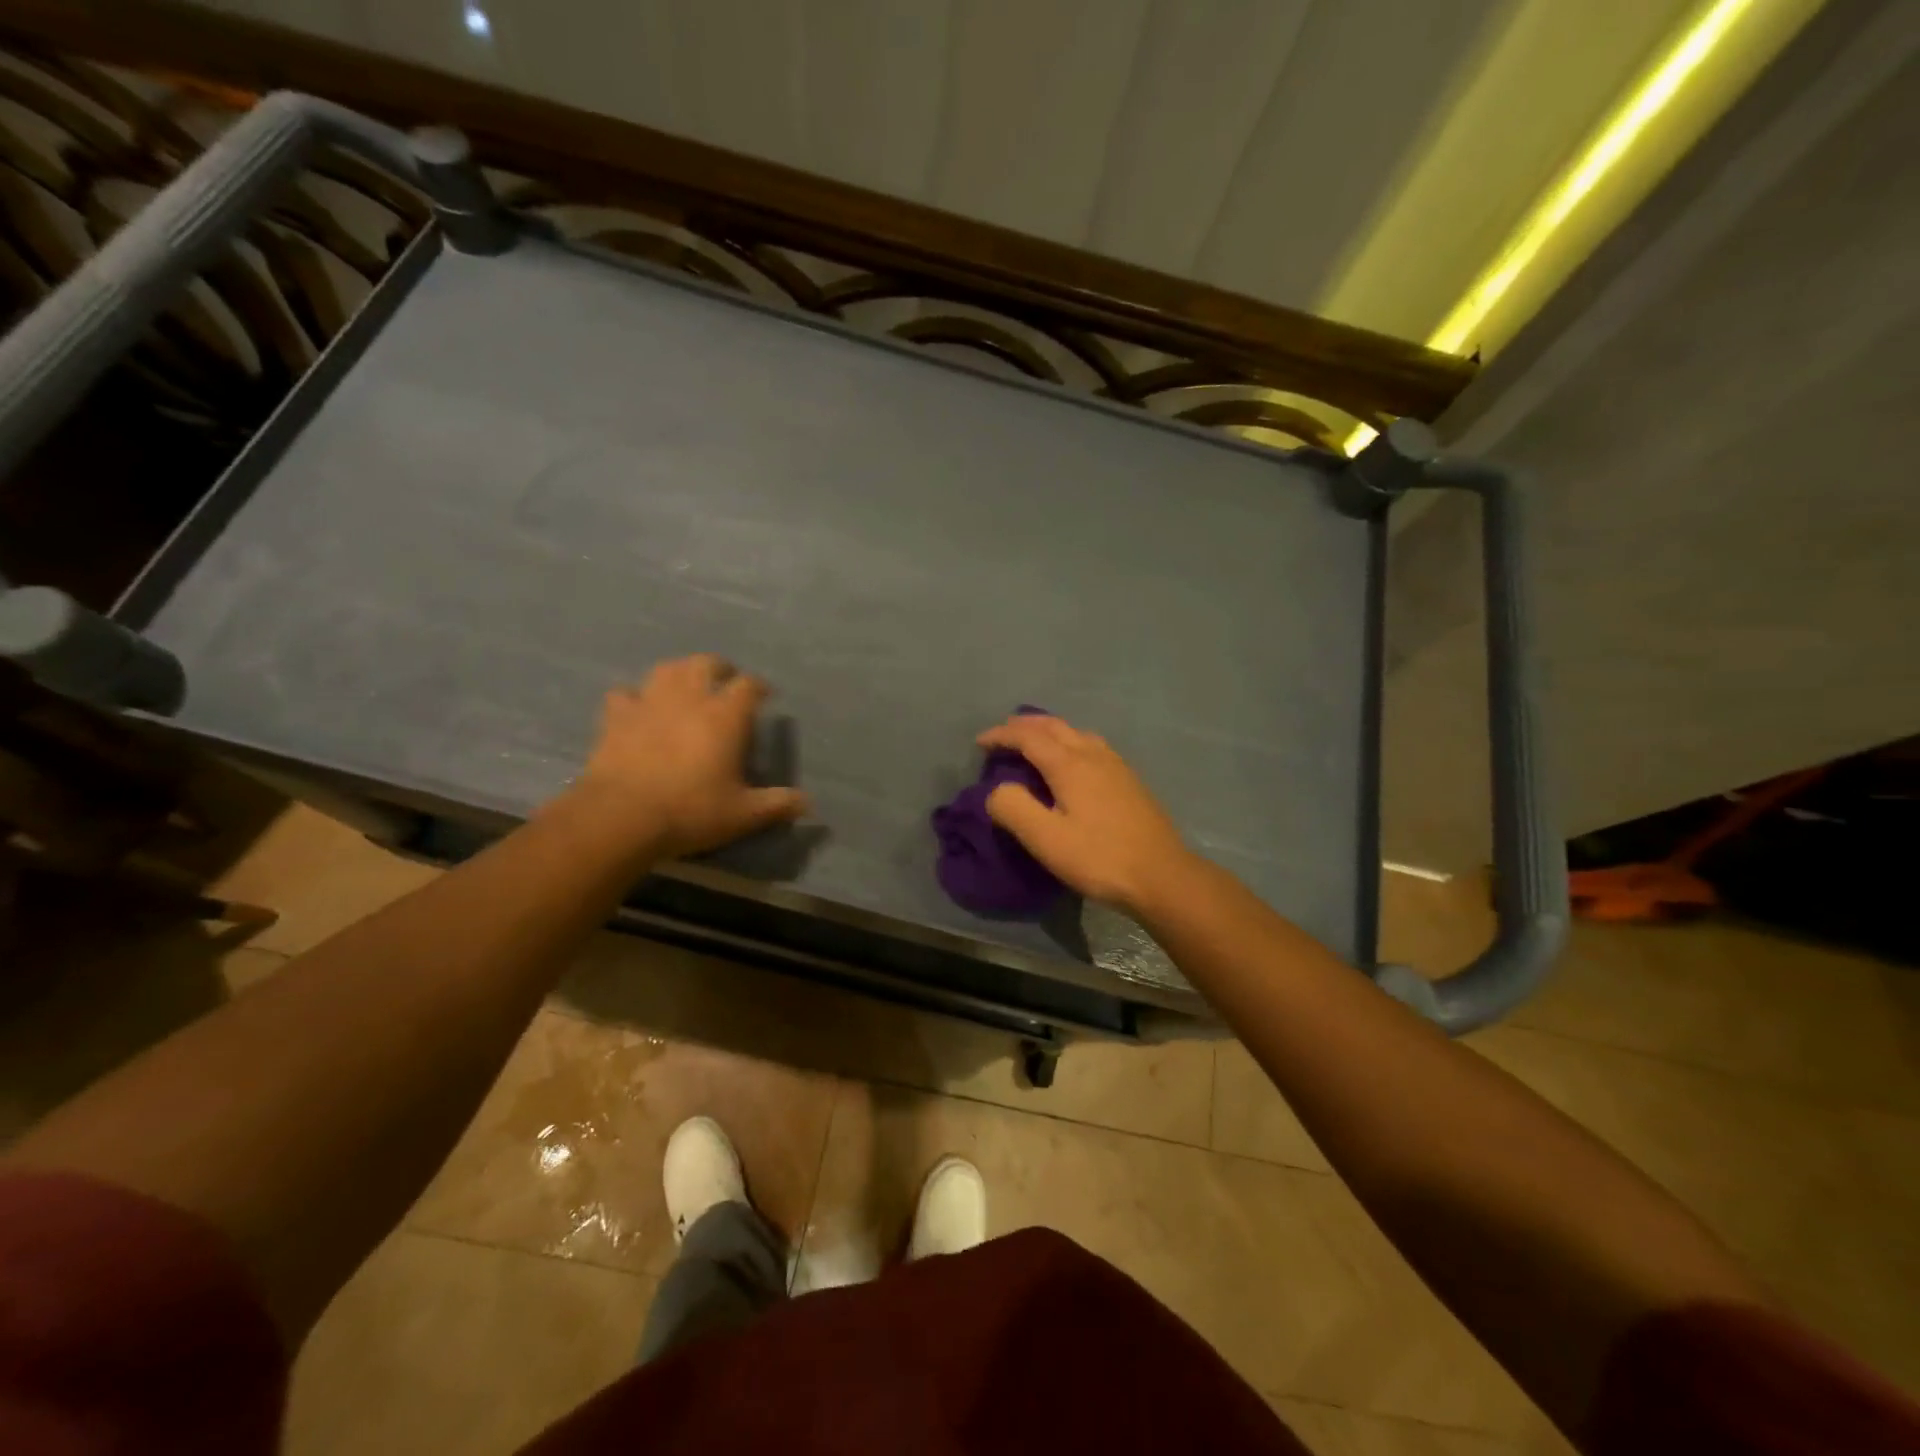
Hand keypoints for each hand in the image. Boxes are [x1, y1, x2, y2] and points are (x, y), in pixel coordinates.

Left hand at [576, 655, 807, 858]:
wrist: (622, 816)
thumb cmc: (691, 811)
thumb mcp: (743, 814)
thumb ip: (777, 804)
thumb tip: (808, 804)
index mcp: (725, 715)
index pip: (749, 685)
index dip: (759, 687)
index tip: (765, 696)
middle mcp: (689, 697)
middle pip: (706, 663)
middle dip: (720, 668)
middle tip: (726, 681)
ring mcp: (649, 702)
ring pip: (667, 669)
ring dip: (680, 672)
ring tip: (686, 686)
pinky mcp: (616, 717)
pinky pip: (625, 694)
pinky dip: (634, 697)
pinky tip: (638, 709)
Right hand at [976, 714, 1199, 913]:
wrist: (1161, 875)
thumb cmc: (1099, 858)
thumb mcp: (1046, 839)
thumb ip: (1013, 808)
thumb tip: (996, 790)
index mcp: (1069, 764)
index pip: (1028, 737)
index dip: (1001, 735)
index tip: (980, 743)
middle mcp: (1093, 754)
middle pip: (1054, 726)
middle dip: (1024, 725)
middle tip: (1002, 735)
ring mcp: (1116, 765)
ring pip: (1076, 732)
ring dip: (1048, 730)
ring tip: (1033, 743)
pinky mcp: (1129, 780)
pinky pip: (1091, 745)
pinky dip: (1069, 741)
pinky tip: (1072, 762)